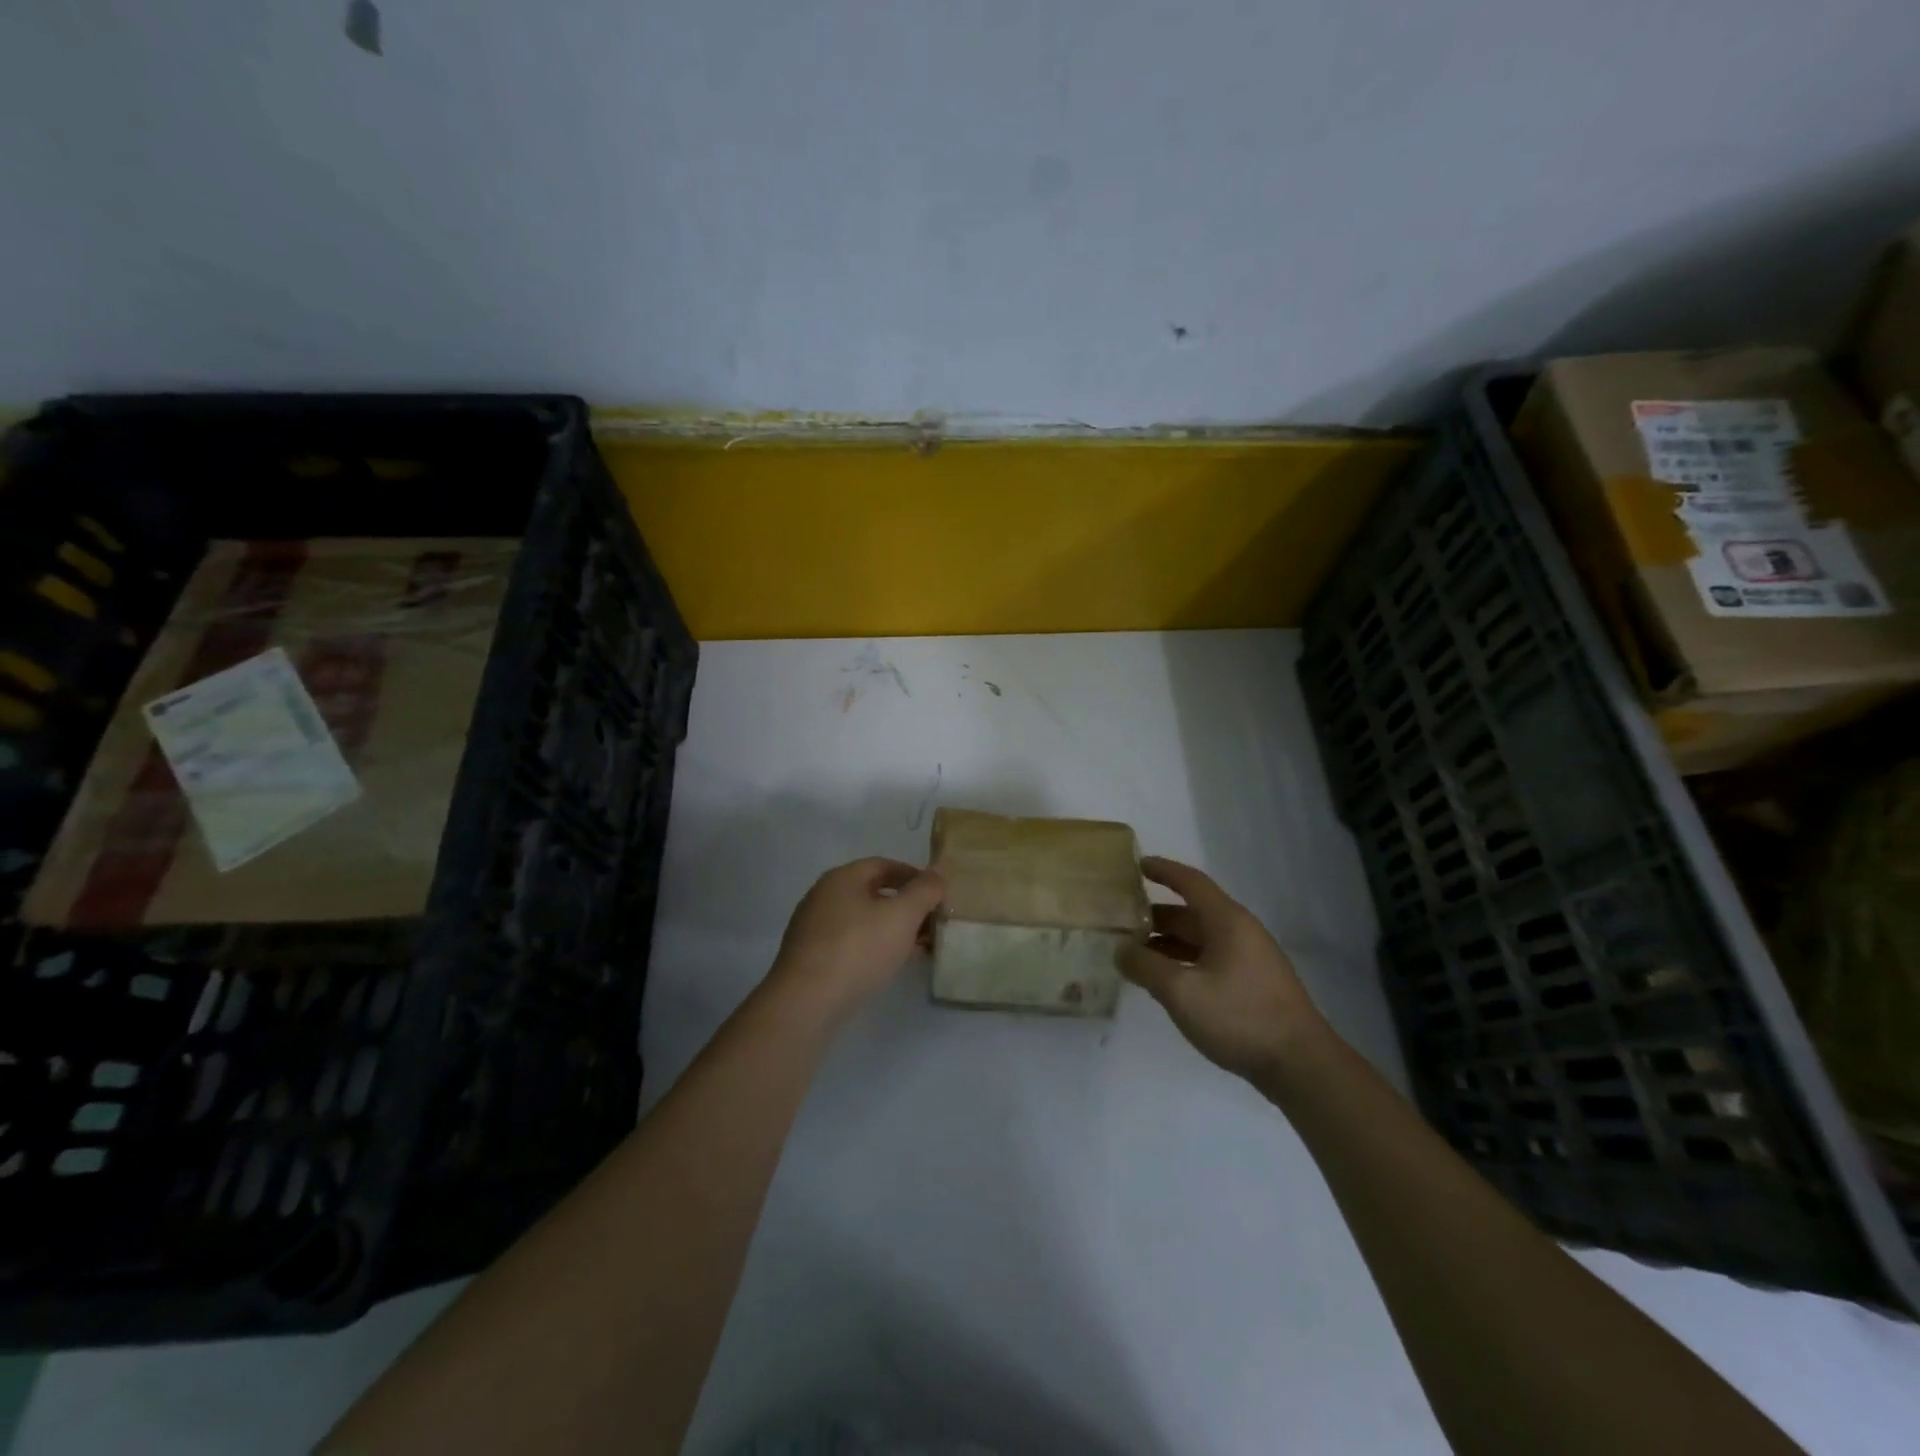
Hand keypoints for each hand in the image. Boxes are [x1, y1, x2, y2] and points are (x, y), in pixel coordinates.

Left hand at [770, 857, 944, 1015]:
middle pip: (872, 892)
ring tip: (917, 948)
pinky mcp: (810, 958)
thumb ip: (924, 891)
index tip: (936, 894)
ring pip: (862, 920)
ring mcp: (813, 928)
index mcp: (842, 878)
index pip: (883, 865)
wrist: (807, 1002)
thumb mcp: (902, 916)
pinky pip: (849, 942)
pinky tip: (888, 965)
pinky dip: (873, 946)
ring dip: (891, 929)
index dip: (913, 875)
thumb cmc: (858, 949)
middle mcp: (823, 896)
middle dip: (905, 906)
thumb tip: (937, 873)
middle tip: (931, 923)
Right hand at [1120, 856, 1329, 1084]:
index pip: (1191, 882)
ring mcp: (1249, 959)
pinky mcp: (1251, 985)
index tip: (1136, 864)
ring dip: (1167, 943)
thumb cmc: (1239, 1017)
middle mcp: (1240, 932)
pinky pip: (1209, 960)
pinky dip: (1183, 962)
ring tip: (1134, 953)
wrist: (1301, 1066)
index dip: (1163, 870)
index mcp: (1227, 921)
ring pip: (1199, 940)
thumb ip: (1145, 967)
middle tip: (1120, 921)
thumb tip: (1120, 950)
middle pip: (1192, 913)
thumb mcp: (1182, 992)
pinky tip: (1164, 981)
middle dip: (1156, 916)